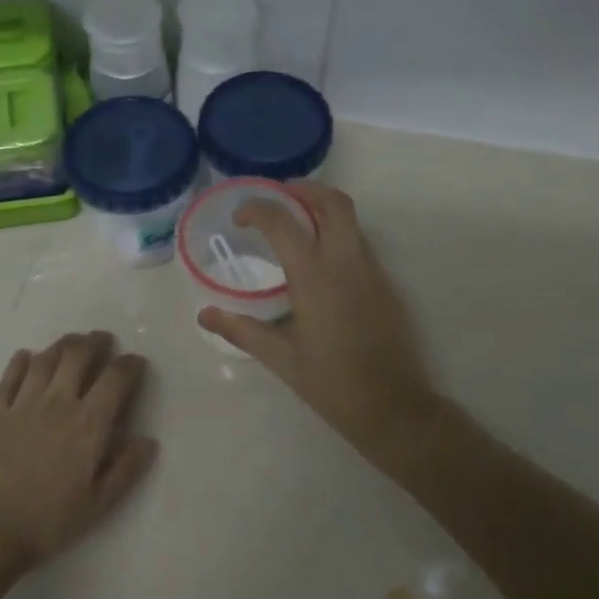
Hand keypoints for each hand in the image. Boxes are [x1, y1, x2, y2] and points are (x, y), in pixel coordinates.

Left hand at [0, 332, 158, 577]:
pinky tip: (26, 356)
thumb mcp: (97, 505)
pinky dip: (20, 361)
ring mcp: (22, 404)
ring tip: (72, 343)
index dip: (130, 365)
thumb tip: (148, 440)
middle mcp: (58, 402)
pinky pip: (10, 377)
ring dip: (62, 345)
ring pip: (45, 359)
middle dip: (95, 342)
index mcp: (88, 424)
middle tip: (103, 340)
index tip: (136, 362)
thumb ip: (126, 470)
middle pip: (78, 355)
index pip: (116, 379)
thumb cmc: (46, 521)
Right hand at [197, 182, 437, 458]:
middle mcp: (347, 263)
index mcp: (315, 277)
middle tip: (279, 197)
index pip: (284, 222)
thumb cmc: (332, 383)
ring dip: (324, 210)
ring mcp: (372, 271)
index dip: (258, 209)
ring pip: (351, 221)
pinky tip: (319, 262)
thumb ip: (241, 330)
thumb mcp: (280, 358)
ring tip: (296, 224)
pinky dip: (337, 234)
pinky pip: (360, 244)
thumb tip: (205, 315)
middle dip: (305, 190)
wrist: (394, 407)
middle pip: (333, 203)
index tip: (240, 215)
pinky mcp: (386, 285)